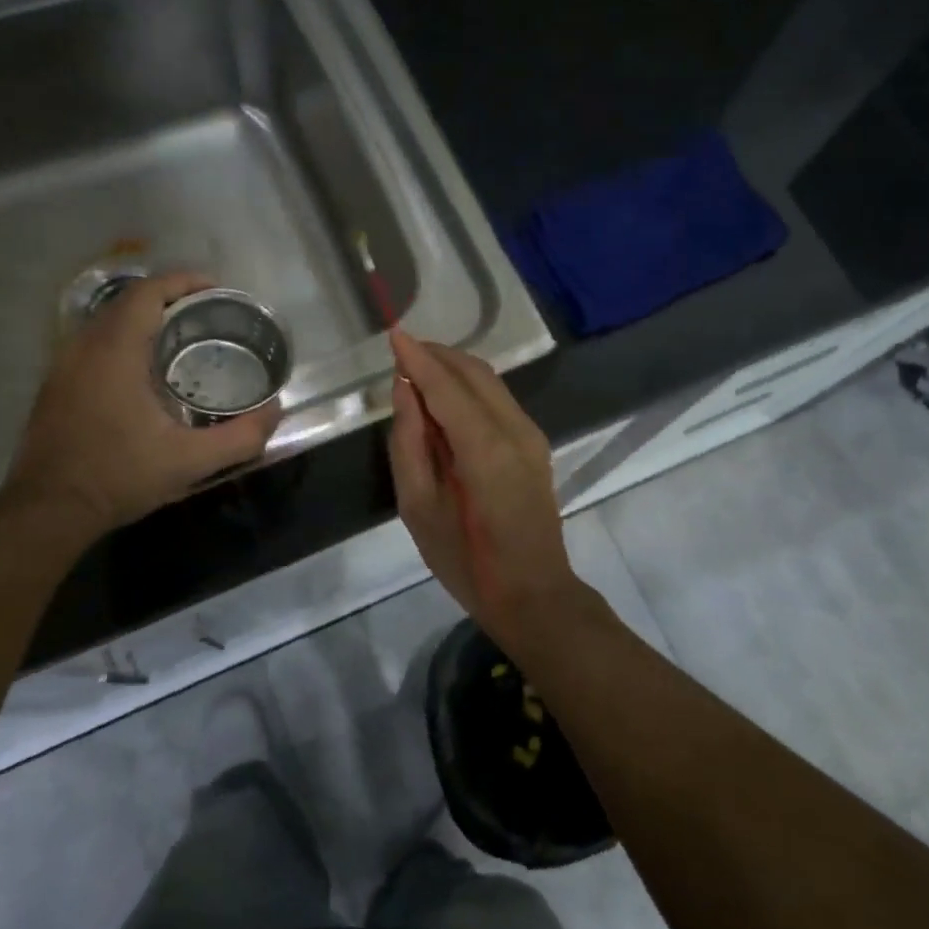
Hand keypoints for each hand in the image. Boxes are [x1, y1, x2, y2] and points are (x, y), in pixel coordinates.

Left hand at [0, 272, 280, 535]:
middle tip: (209, 316)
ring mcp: (63, 364)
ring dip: (146, 319)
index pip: (148, 291)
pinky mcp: (56, 384)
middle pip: (129, 300)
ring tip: (184, 339)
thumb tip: (274, 411)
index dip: (184, 281)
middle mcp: (84, 346)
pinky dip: (125, 340)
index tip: (217, 290)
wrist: (47, 510)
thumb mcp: (189, 462)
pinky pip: (95, 342)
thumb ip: (240, 437)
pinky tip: (146, 372)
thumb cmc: (118, 477)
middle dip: (170, 298)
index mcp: (115, 351)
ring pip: (108, 321)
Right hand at [387, 329, 578, 639]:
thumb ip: (409, 444)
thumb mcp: (419, 508)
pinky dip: (468, 388)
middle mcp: (515, 431)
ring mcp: (531, 436)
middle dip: (436, 355)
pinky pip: (498, 400)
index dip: (418, 358)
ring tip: (416, 371)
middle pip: (474, 373)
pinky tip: (444, 401)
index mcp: (485, 450)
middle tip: (401, 352)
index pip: (446, 387)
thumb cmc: (466, 562)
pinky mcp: (535, 445)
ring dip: (453, 369)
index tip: (393, 334)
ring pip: (490, 382)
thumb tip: (404, 391)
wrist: (533, 595)